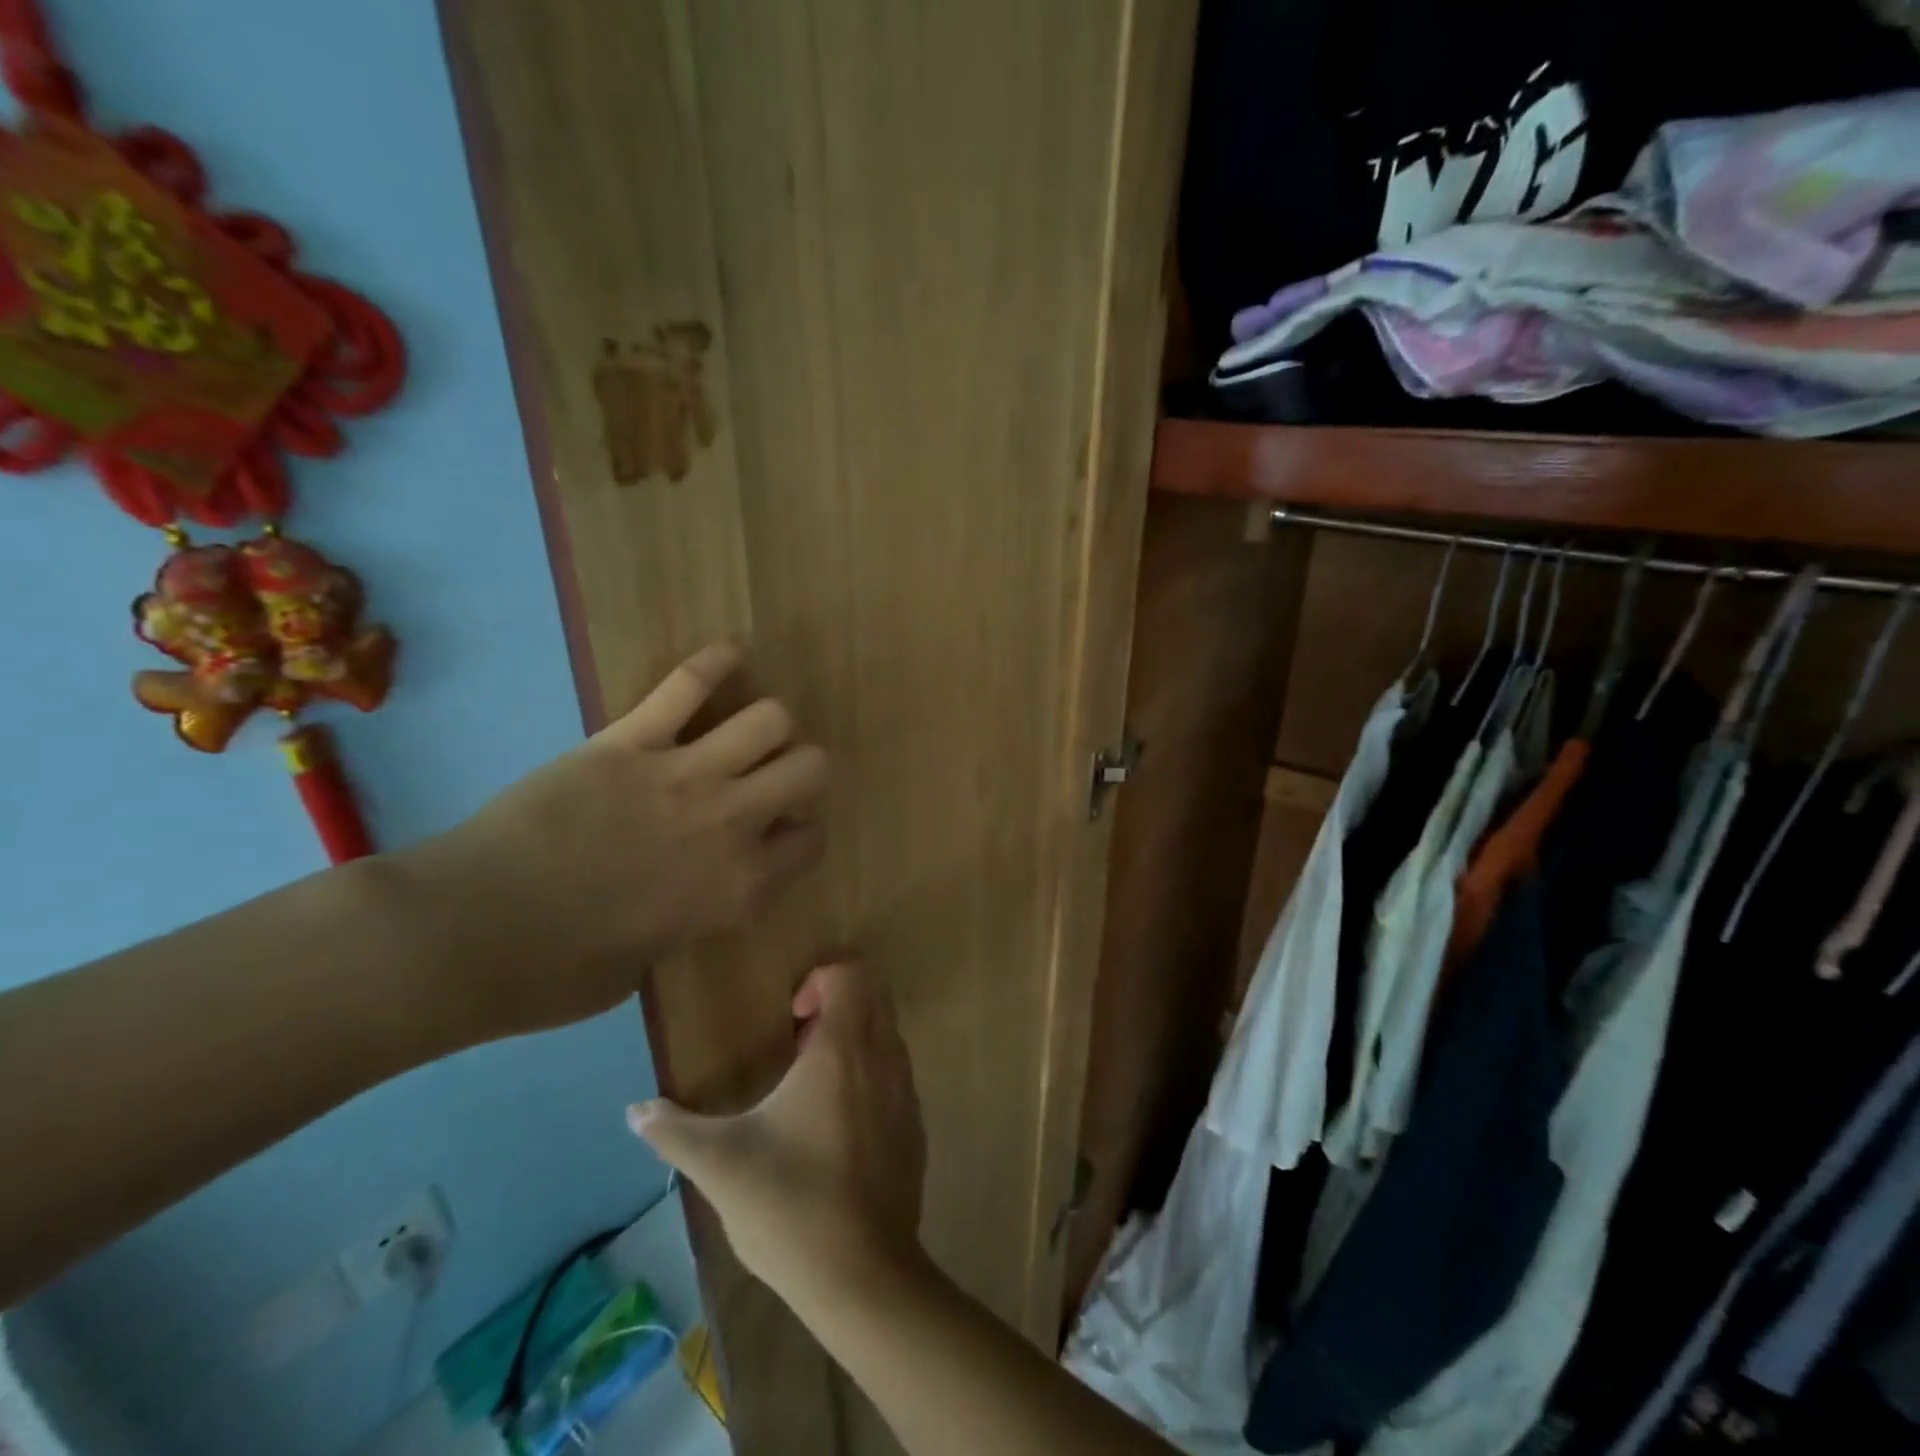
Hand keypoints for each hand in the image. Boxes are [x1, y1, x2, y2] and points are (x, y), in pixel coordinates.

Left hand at [406, 644, 828, 1037]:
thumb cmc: (558, 971)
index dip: (801, 833)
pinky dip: (717, 661)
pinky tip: (733, 654)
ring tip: (748, 730)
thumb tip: (690, 892)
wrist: (470, 932)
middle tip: (772, 777)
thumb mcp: (650, 964)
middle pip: (810, 767)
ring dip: (768, 724)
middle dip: (802, 769)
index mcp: (740, 887)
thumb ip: (691, 917)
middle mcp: (731, 823)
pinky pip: (688, 684)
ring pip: (769, 718)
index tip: (780, 833)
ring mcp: (684, 774)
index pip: (811, 840)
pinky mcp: (630, 739)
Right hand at [629, 964, 927, 1315]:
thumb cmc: (790, 1203)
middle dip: (836, 1005)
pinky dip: (870, 1075)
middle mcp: (883, 1057)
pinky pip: (896, 1074)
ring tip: (810, 1086)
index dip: (819, 981)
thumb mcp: (720, 1163)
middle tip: (797, 1043)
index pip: (851, 974)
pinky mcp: (915, 1126)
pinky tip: (835, 1127)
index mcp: (842, 1049)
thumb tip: (634, 1111)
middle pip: (873, 995)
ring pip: (887, 1034)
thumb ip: (673, 1130)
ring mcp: (906, 1091)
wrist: (863, 1274)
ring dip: (853, 1040)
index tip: (790, 1019)